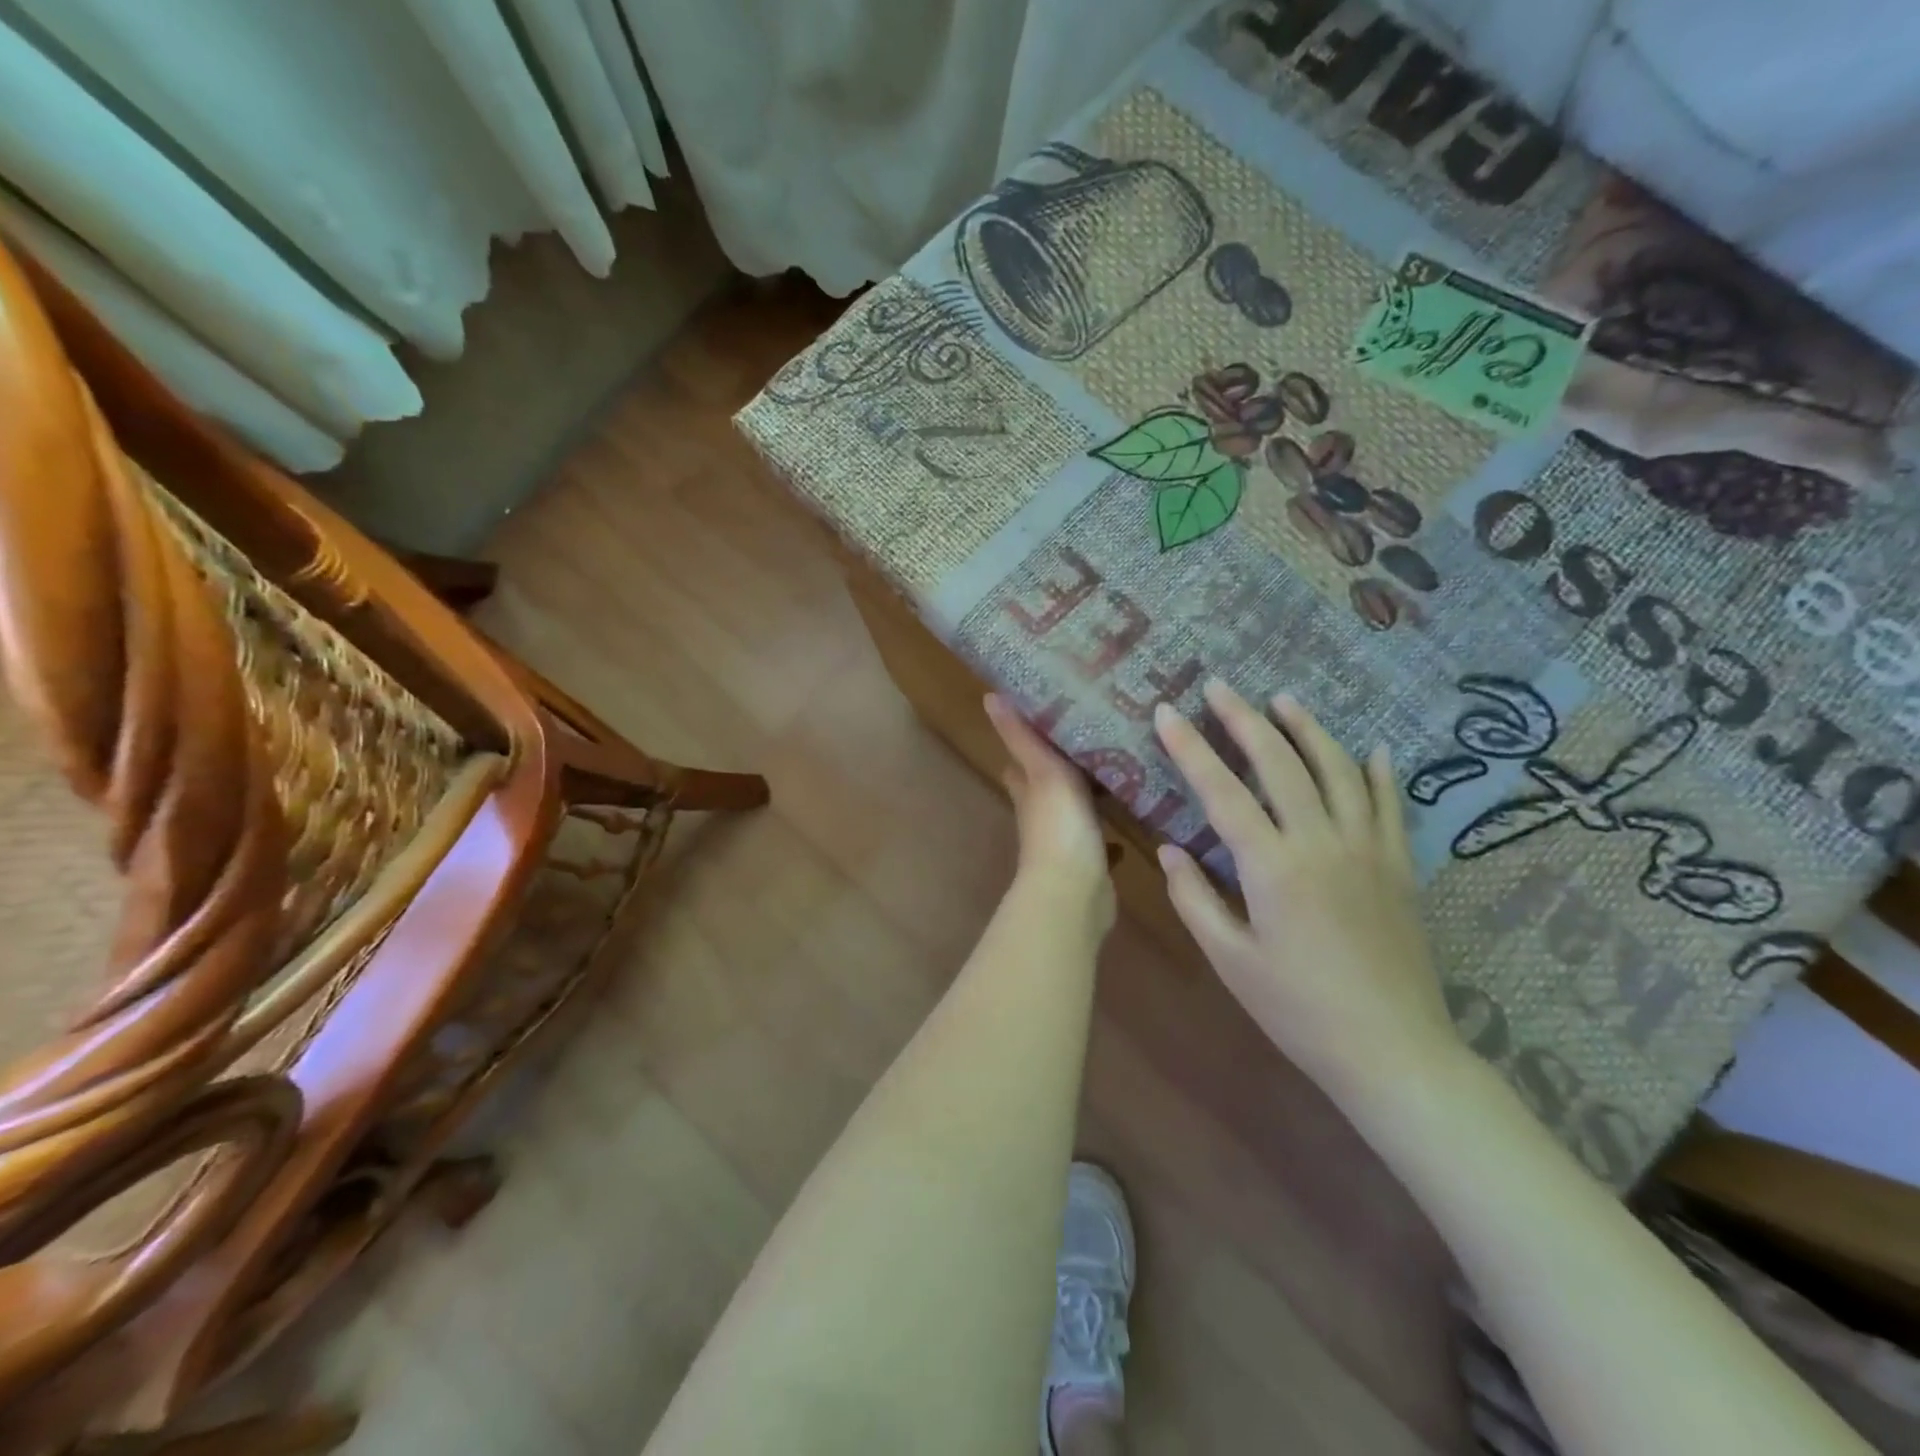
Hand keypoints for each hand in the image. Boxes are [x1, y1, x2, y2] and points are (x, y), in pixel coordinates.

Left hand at [985, 694, 1114, 931]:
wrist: (1074, 894)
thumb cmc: (1058, 828)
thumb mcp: (1043, 773)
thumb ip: (1022, 738)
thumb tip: (990, 697)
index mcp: (1029, 790)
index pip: (1021, 759)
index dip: (1028, 739)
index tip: (1050, 714)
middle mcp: (1041, 814)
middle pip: (1049, 783)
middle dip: (1066, 763)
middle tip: (1098, 735)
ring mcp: (1065, 839)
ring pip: (1076, 809)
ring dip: (1091, 794)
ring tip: (1121, 768)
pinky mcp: (1089, 862)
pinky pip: (1101, 840)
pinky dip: (1111, 831)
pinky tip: (1134, 817)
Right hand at [1152, 681, 1461, 1110]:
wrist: (1393, 1051)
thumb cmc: (1298, 1010)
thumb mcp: (1231, 961)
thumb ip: (1195, 898)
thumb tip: (1170, 850)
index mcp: (1272, 867)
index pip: (1222, 791)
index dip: (1190, 748)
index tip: (1166, 712)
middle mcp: (1321, 842)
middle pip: (1280, 764)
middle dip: (1244, 720)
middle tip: (1219, 688)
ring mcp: (1367, 849)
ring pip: (1337, 770)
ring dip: (1307, 729)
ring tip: (1283, 700)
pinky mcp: (1398, 866)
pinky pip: (1390, 805)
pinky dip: (1379, 771)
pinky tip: (1373, 748)